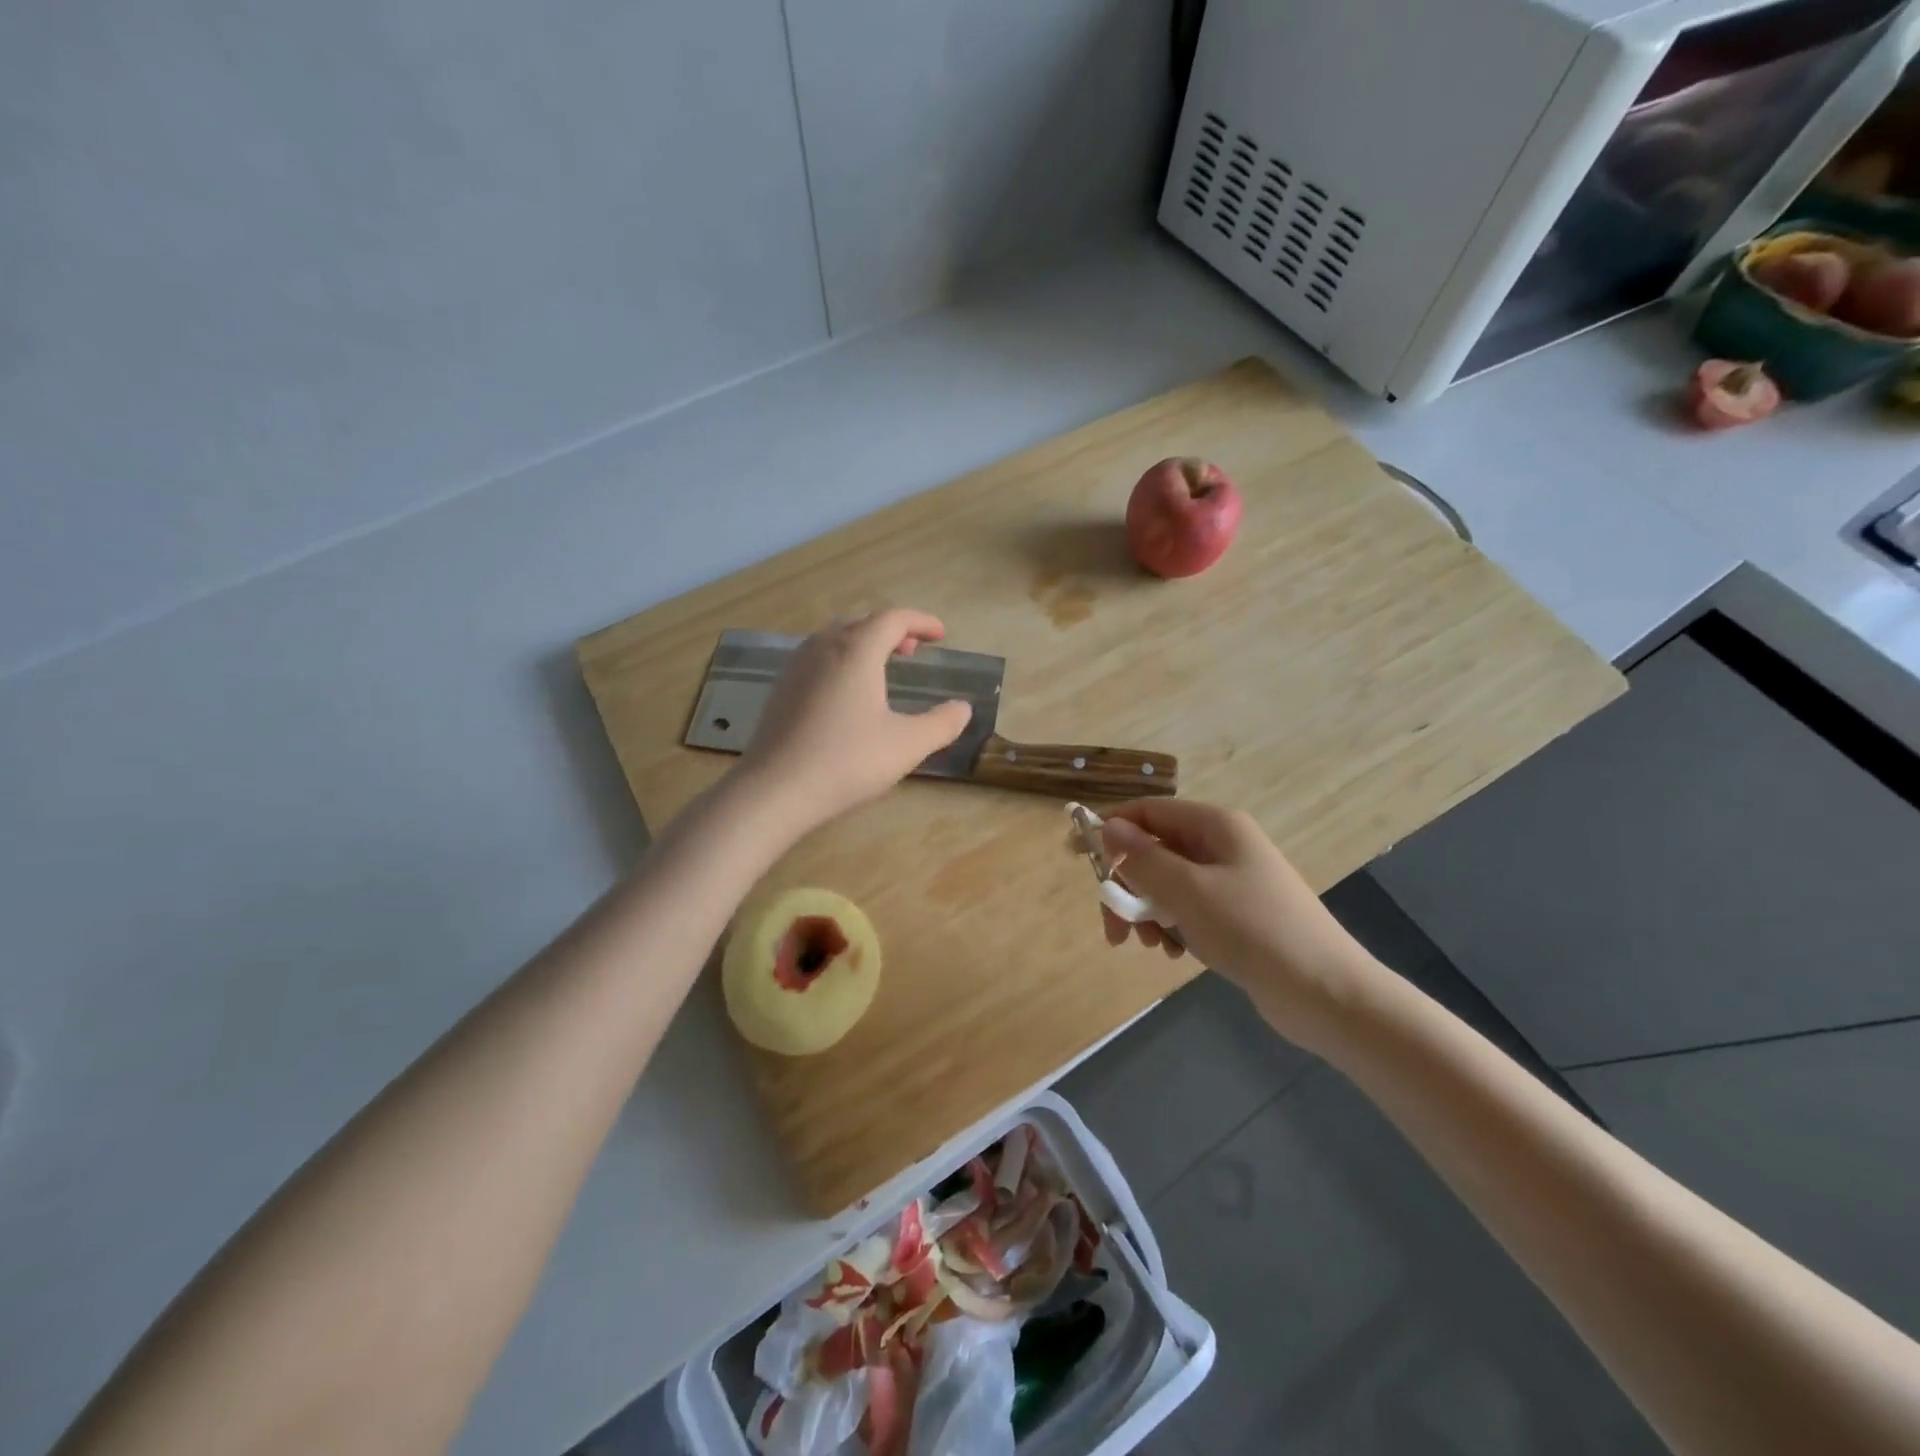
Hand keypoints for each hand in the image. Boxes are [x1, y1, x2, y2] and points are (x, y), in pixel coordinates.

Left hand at [737, 609, 973, 831]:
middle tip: (913, 650)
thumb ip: (941, 723)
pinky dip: (841, 659)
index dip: (921, 621)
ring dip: (864, 643)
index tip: (941, 635)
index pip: (893, 618)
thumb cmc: (847, 761)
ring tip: (882, 667)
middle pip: (862, 622)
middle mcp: (823, 647)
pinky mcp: (781, 689)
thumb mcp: (907, 745)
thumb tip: (963, 708)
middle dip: (892, 629)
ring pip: (835, 637)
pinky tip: (847, 692)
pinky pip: (817, 657)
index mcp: (856, 651)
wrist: (775, 789)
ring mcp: (797, 667)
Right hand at [1098, 800, 1383, 1049]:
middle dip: (1128, 885)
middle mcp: (1222, 844)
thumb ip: (1141, 858)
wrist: (1326, 993)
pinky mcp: (1237, 913)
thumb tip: (1106, 826)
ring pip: (1167, 883)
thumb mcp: (1187, 892)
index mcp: (1214, 825)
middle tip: (1113, 928)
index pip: (1147, 811)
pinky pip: (1188, 907)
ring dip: (1147, 910)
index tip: (1077, 858)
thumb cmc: (1253, 931)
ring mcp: (1231, 880)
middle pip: (1154, 850)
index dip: (1110, 830)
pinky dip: (1172, 925)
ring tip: (1150, 944)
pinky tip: (1174, 952)